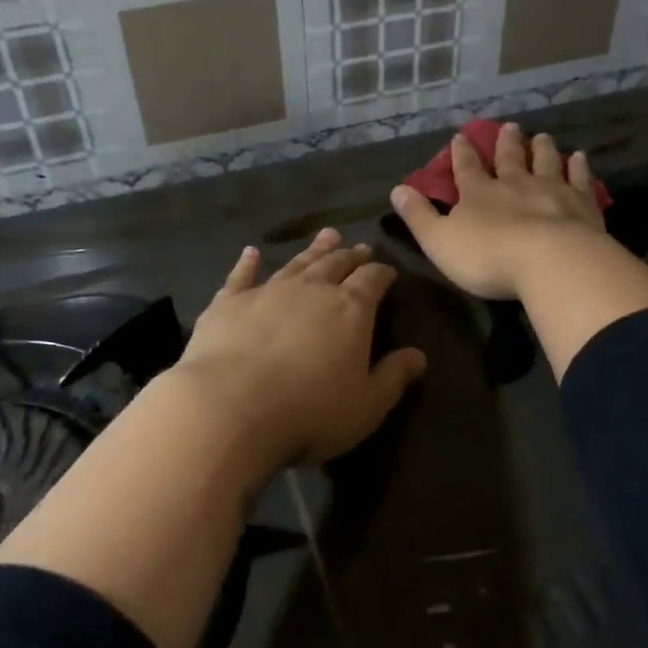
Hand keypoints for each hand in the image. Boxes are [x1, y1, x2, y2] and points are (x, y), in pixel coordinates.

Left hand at [172, 228, 426, 471]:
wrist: (231, 408)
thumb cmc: (310, 412)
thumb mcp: (367, 405)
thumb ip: (394, 377)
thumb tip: (419, 356)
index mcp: (350, 309)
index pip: (372, 281)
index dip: (382, 274)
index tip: (389, 270)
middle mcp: (311, 290)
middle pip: (335, 264)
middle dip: (350, 256)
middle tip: (358, 247)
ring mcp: (267, 292)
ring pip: (296, 263)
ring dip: (313, 250)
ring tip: (326, 236)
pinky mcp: (228, 303)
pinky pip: (241, 276)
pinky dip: (247, 263)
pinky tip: (250, 252)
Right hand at [389, 123, 607, 299]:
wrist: (550, 261)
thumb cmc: (488, 256)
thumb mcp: (439, 241)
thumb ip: (419, 216)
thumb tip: (397, 190)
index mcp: (478, 194)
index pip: (466, 168)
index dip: (461, 153)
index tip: (461, 136)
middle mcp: (515, 184)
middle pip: (510, 159)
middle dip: (506, 143)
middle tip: (509, 127)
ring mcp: (551, 190)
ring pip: (545, 162)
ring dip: (542, 149)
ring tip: (542, 136)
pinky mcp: (582, 204)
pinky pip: (579, 179)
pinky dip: (578, 167)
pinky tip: (579, 157)